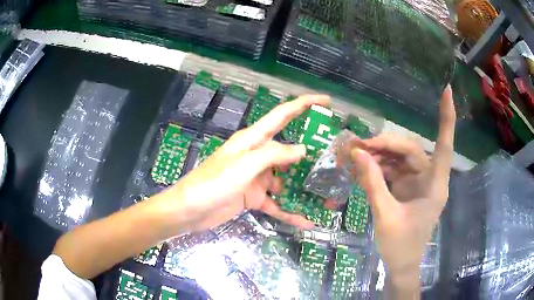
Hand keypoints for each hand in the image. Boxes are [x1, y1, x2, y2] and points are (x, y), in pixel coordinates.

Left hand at [163, 94, 329, 233]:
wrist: (191, 210)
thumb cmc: (214, 182)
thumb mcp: (245, 165)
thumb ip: (274, 155)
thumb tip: (302, 150)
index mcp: (253, 140)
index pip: (282, 115)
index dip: (304, 104)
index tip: (326, 101)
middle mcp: (257, 156)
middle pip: (289, 150)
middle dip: (311, 155)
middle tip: (336, 160)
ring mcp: (256, 178)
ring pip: (286, 180)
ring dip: (303, 188)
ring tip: (328, 195)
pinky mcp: (253, 197)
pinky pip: (276, 204)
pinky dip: (289, 211)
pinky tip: (307, 221)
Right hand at [350, 86, 455, 293]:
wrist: (401, 265)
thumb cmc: (400, 246)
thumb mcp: (385, 216)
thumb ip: (373, 184)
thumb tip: (358, 154)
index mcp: (435, 185)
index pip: (444, 145)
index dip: (446, 118)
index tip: (447, 91)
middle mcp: (429, 178)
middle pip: (410, 149)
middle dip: (384, 144)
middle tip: (357, 146)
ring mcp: (418, 183)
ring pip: (399, 158)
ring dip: (378, 155)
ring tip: (354, 156)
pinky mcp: (407, 188)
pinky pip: (393, 170)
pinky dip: (378, 167)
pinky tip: (361, 167)